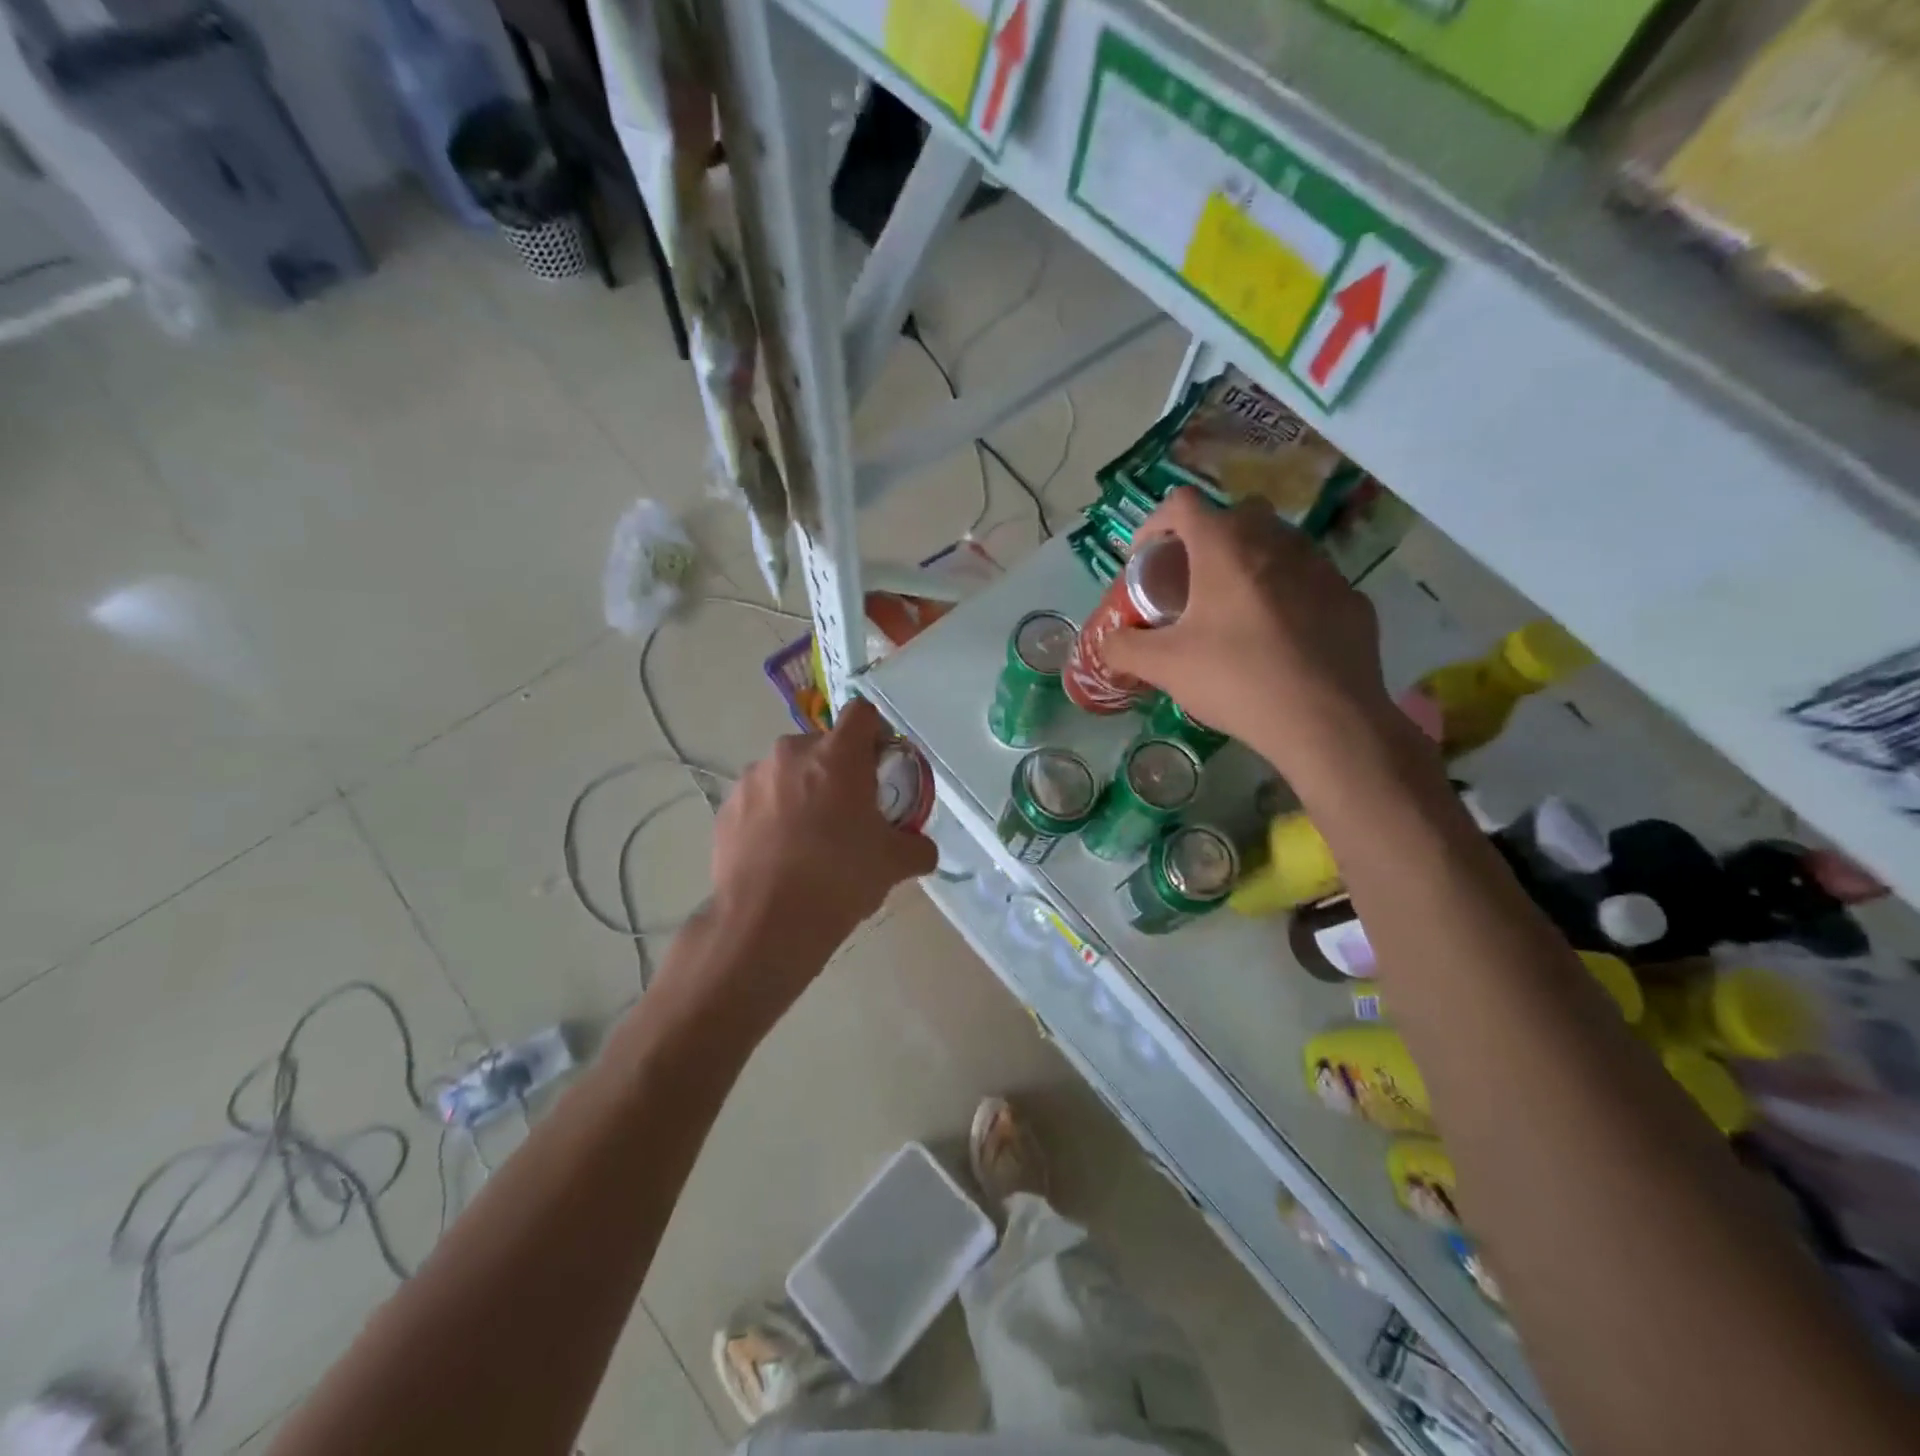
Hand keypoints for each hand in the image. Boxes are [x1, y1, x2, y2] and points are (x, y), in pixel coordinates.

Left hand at [711, 698, 937, 961]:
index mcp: (837, 755)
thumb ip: (916, 846)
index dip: (876, 735)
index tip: (880, 768)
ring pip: (787, 772)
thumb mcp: (894, 864)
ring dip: (802, 791)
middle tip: (849, 812)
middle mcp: (790, 754)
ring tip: (809, 838)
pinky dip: (772, 815)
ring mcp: (752, 779)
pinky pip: (759, 799)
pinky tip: (779, 854)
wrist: (765, 923)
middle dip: (838, 770)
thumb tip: (921, 848)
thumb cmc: (839, 879)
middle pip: (823, 745)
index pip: (862, 713)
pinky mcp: (726, 808)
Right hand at [1102, 488, 1399, 777]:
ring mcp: (1321, 567)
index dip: (1155, 524)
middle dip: (1208, 538)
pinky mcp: (1350, 597)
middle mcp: (1276, 541)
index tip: (1146, 559)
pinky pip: (1310, 581)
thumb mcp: (1164, 667)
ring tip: (1236, 609)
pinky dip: (1289, 594)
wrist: (1325, 720)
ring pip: (1279, 543)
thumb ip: (1125, 648)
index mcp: (1225, 547)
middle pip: (1235, 514)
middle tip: (1191, 581)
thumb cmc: (1236, 680)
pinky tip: (1280, 637)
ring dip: (1252, 562)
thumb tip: (1107, 643)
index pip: (1182, 504)